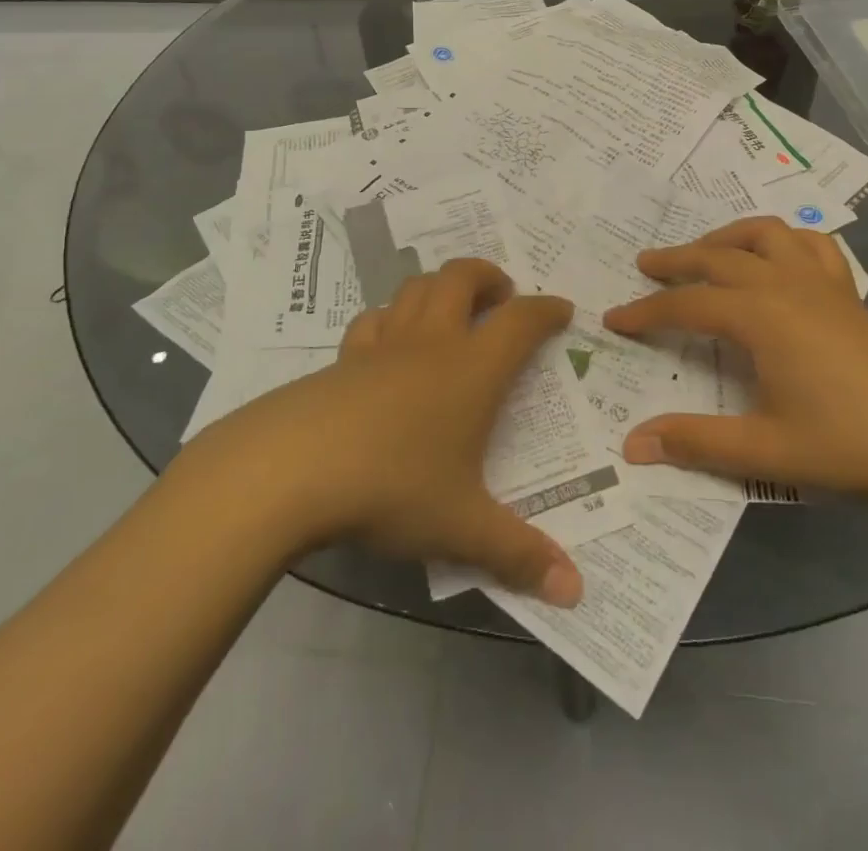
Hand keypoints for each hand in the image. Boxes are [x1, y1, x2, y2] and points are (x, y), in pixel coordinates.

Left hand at [188, 259, 583, 606]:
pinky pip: (373, 321)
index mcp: (472, 369)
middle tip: (502, 294)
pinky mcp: (342, 359)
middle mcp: (431, 343)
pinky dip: (391, 319)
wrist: (292, 470)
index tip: (562, 310)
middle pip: (461, 277)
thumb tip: (575, 591)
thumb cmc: (392, 487)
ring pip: (415, 288)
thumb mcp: (462, 527)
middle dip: (487, 276)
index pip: (521, 320)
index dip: (546, 310)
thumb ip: (519, 555)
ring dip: (439, 287)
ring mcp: (382, 345)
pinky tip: (389, 343)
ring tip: (450, 308)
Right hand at [603, 217, 867, 513]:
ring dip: (728, 237)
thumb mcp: (768, 451)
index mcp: (761, 316)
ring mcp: (822, 284)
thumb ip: (696, 442)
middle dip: (676, 260)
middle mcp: (785, 285)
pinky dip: (784, 241)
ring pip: (766, 234)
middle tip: (644, 267)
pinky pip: (812, 246)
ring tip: (705, 253)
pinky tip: (776, 260)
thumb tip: (632, 444)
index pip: (687, 305)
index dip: (646, 312)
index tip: (614, 319)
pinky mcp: (850, 293)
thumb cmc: (853, 445)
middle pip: (718, 256)